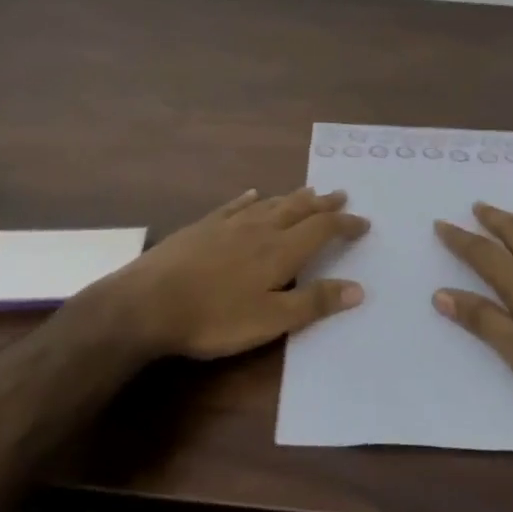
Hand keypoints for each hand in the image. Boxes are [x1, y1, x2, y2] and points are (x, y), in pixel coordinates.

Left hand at [107, 187, 367, 359]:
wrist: (148, 302)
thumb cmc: (215, 317)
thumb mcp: (270, 319)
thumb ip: (314, 303)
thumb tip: (358, 288)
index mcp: (280, 250)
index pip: (322, 229)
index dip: (345, 224)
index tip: (364, 223)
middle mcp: (260, 229)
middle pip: (298, 209)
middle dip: (322, 203)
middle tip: (341, 195)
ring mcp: (228, 224)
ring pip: (269, 204)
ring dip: (292, 197)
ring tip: (307, 191)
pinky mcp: (203, 227)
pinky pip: (234, 206)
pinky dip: (249, 199)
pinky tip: (252, 194)